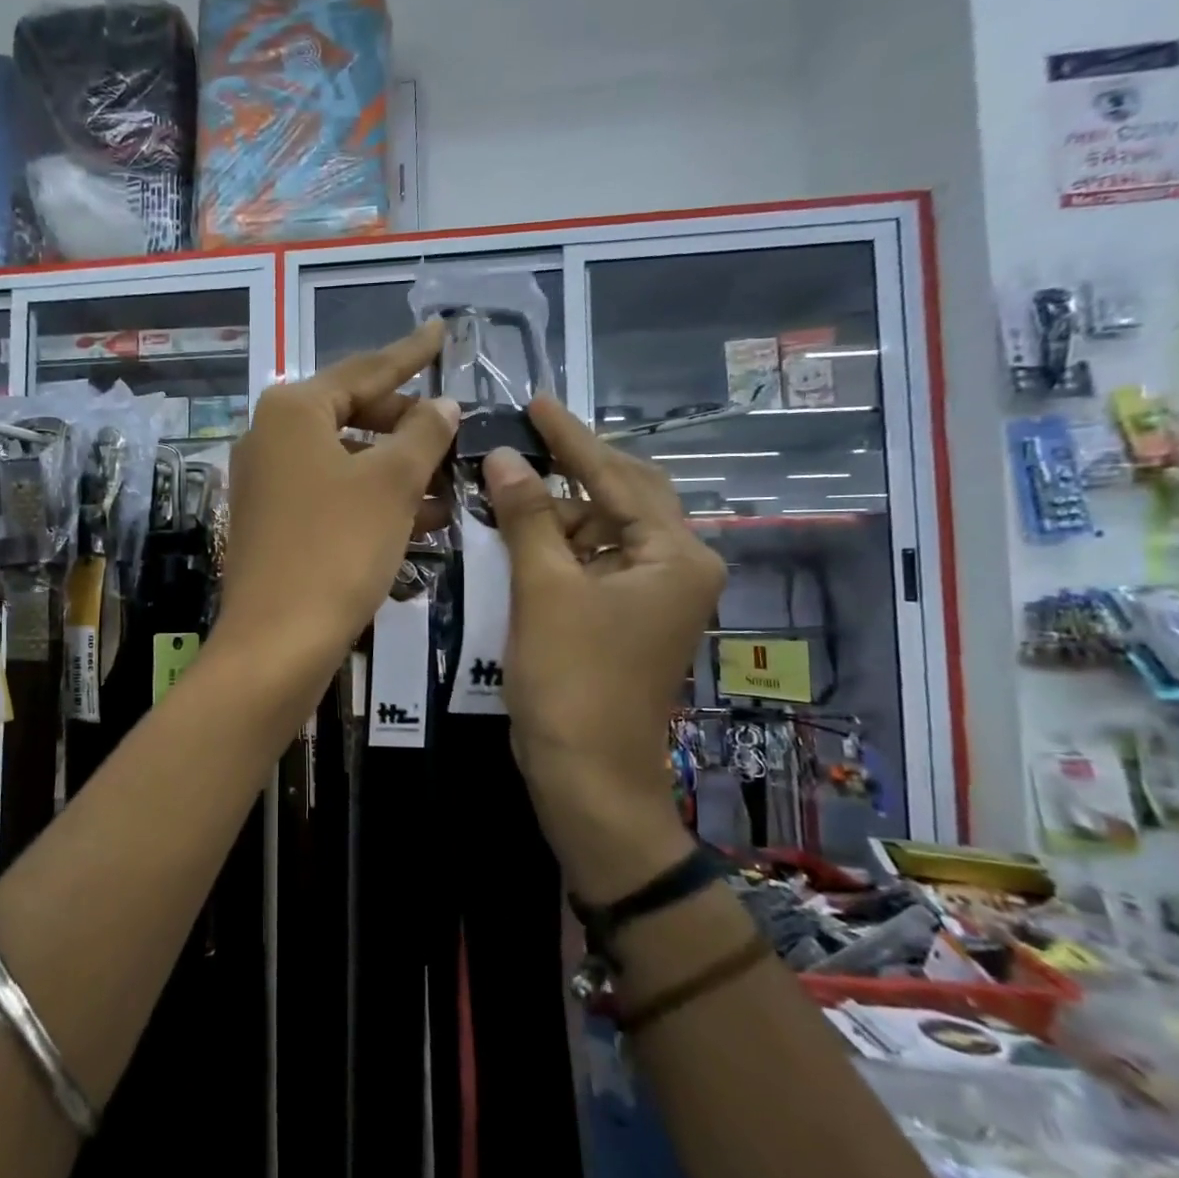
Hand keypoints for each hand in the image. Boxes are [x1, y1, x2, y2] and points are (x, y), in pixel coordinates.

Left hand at [215, 321, 457, 690]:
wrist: (278, 641)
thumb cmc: (337, 547)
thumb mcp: (392, 483)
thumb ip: (423, 434)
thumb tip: (444, 405)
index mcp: (292, 411)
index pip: (365, 370)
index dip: (410, 355)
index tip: (442, 333)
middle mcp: (270, 438)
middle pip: (352, 414)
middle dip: (407, 425)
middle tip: (453, 430)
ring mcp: (267, 484)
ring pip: (347, 461)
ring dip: (399, 470)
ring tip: (450, 481)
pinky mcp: (273, 525)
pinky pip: (333, 496)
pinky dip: (374, 501)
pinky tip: (422, 519)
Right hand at [482, 397, 726, 900]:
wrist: (586, 776)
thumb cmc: (571, 680)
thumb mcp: (544, 589)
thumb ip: (527, 516)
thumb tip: (502, 456)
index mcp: (675, 555)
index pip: (617, 475)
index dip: (570, 438)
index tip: (535, 401)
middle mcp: (677, 566)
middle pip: (621, 496)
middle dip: (568, 472)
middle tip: (516, 442)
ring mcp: (652, 595)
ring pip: (602, 530)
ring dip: (555, 514)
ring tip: (502, 494)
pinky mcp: (625, 617)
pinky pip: (591, 562)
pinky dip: (556, 548)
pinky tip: (518, 537)